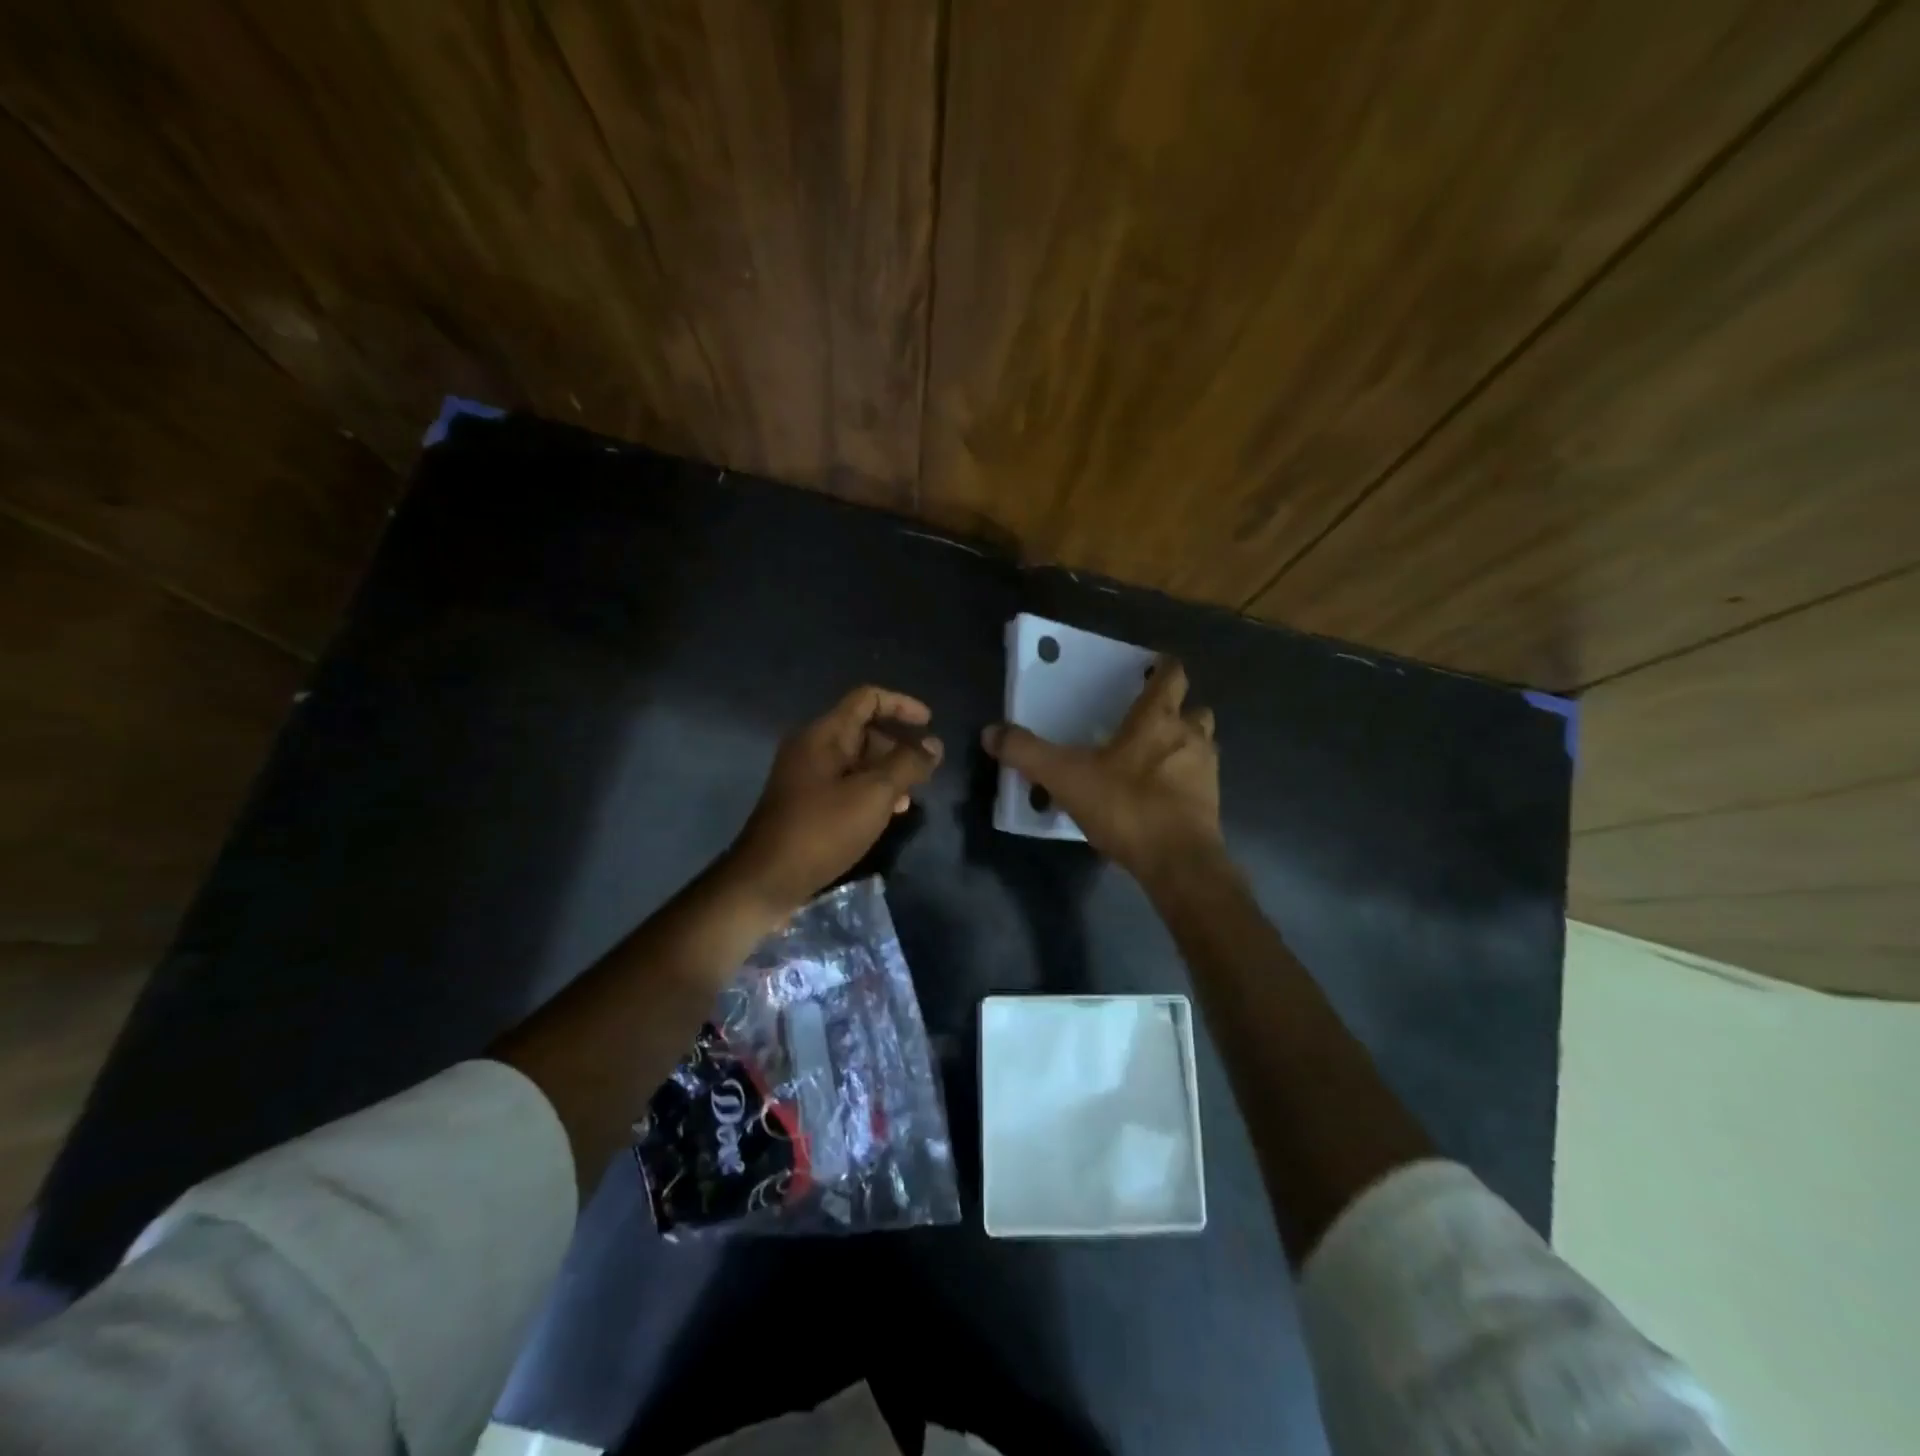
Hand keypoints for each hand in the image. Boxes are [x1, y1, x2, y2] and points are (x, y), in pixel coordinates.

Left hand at [723, 686, 943, 919]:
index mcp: (823, 735)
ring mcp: (807, 777)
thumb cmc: (822, 830)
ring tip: (913, 795)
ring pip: (857, 760)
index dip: (902, 705)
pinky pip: (846, 784)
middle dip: (898, 744)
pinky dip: (871, 791)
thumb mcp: (873, 794)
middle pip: (863, 729)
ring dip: (888, 771)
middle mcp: (812, 748)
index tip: (930, 724)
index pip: (867, 699)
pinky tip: (890, 814)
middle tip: (925, 770)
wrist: (767, 880)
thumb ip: (907, 764)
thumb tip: (934, 745)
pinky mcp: (807, 804)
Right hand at [982, 654, 1222, 885]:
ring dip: (1184, 745)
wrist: (1178, 862)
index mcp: (1158, 720)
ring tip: (1153, 759)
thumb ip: (1027, 753)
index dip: (1163, 669)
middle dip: (1178, 710)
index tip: (1150, 669)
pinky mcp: (1210, 805)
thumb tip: (991, 732)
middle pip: (1195, 709)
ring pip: (1202, 744)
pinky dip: (1183, 781)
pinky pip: (1199, 781)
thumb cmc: (1126, 806)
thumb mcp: (1065, 778)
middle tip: (1148, 720)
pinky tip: (1158, 797)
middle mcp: (1190, 737)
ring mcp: (1206, 772)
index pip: (1172, 676)